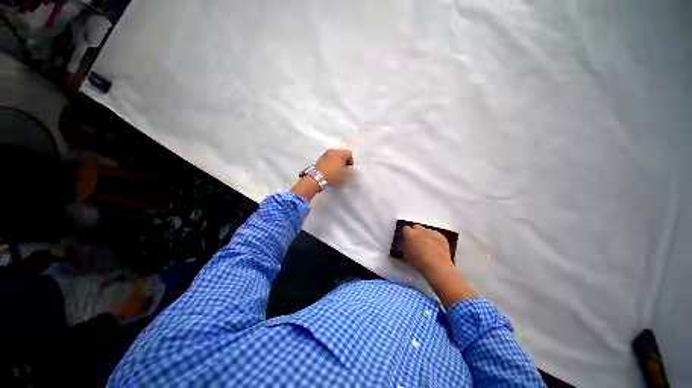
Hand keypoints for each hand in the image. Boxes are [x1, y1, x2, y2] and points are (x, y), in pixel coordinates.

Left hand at [314, 148, 353, 184]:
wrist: (317, 177)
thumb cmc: (332, 175)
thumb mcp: (345, 174)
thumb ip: (350, 170)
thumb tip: (349, 169)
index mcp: (341, 153)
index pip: (350, 154)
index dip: (351, 162)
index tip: (350, 168)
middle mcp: (333, 151)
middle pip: (342, 154)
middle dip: (344, 161)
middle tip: (344, 169)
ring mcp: (326, 154)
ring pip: (335, 156)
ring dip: (337, 161)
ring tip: (337, 170)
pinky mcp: (321, 158)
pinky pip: (329, 158)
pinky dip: (331, 163)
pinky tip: (331, 170)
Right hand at [402, 224, 476, 305]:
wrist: (440, 271)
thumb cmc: (420, 265)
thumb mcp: (407, 257)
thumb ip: (405, 249)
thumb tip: (405, 245)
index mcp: (411, 235)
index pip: (405, 228)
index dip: (406, 233)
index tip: (406, 238)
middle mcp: (421, 231)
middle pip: (416, 227)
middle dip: (415, 232)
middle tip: (416, 241)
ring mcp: (432, 233)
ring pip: (426, 230)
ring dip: (424, 235)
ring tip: (426, 244)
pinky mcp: (442, 238)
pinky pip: (435, 235)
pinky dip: (433, 238)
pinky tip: (435, 247)